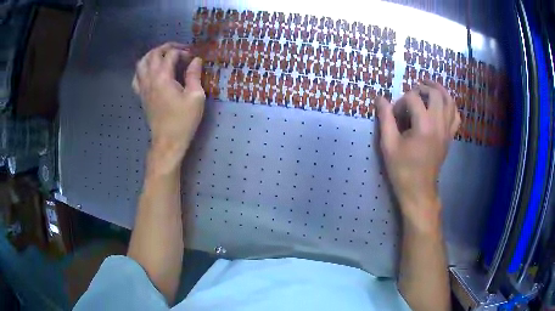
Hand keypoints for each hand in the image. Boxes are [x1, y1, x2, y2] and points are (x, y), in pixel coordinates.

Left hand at [133, 42, 205, 159]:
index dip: (183, 52)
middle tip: (180, 50)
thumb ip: (194, 75)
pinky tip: (150, 71)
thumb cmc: (183, 120)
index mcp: (163, 77)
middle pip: (154, 54)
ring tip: (164, 56)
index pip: (171, 54)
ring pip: (142, 62)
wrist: (168, 141)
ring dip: (153, 55)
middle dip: (167, 47)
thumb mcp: (196, 97)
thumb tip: (196, 60)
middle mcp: (150, 79)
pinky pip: (136, 77)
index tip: (193, 58)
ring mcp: (143, 87)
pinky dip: (142, 69)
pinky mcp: (141, 95)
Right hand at [376, 81, 459, 227]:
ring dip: (440, 91)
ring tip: (430, 87)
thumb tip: (379, 98)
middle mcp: (439, 124)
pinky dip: (451, 106)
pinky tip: (443, 105)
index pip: (413, 99)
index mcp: (423, 125)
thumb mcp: (388, 144)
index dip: (401, 101)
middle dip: (423, 88)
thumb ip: (385, 118)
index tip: (394, 113)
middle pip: (436, 94)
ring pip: (450, 102)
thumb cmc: (402, 169)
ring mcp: (447, 131)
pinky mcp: (450, 137)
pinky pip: (456, 116)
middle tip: (413, 91)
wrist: (419, 190)